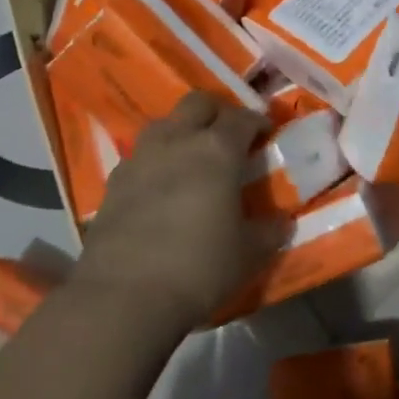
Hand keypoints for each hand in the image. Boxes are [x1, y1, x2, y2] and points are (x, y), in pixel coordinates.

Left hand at [73, 93, 289, 335]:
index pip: (241, 118)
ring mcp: (141, 156)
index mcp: (217, 150)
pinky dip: (154, 161)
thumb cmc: (198, 268)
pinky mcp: (114, 180)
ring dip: (181, 130)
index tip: (265, 132)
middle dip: (216, 112)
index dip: (256, 121)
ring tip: (190, 155)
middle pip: (198, 103)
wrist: (124, 295)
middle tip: (227, 135)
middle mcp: (178, 140)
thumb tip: (283, 222)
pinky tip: (158, 185)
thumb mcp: (246, 254)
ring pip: (164, 123)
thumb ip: (267, 232)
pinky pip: (139, 155)